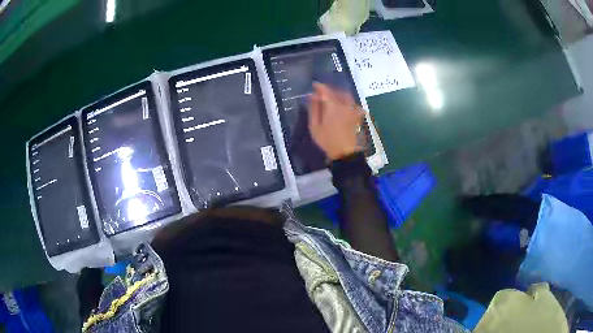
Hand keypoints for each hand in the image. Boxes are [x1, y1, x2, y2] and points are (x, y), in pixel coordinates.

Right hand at [308, 83, 364, 160]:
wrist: (345, 153)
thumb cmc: (327, 140)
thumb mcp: (315, 126)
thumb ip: (314, 109)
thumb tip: (312, 95)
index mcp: (332, 106)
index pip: (326, 91)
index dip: (320, 87)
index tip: (314, 85)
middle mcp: (344, 105)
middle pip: (337, 92)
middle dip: (329, 90)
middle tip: (322, 92)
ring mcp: (352, 110)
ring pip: (347, 96)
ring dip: (339, 94)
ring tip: (333, 97)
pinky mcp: (357, 116)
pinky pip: (354, 104)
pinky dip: (349, 102)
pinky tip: (345, 106)